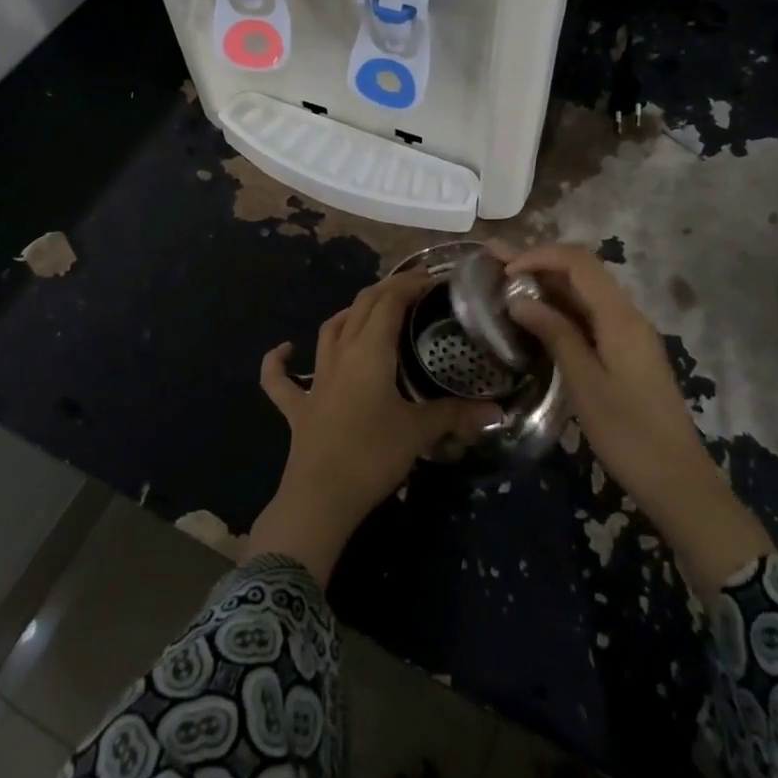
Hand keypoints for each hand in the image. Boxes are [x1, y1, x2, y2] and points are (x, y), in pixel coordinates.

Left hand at [245, 269, 503, 584]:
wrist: (320, 498)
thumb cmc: (372, 456)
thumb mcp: (419, 432)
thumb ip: (456, 416)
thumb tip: (498, 413)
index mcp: (370, 351)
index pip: (389, 302)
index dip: (409, 284)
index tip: (432, 279)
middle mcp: (341, 354)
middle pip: (361, 307)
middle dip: (386, 291)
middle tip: (413, 290)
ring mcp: (315, 379)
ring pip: (329, 330)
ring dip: (349, 314)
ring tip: (370, 311)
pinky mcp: (297, 406)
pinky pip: (281, 378)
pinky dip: (279, 361)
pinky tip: (285, 350)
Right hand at [501, 242, 771, 581]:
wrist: (677, 480)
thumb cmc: (628, 433)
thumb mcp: (584, 383)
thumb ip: (555, 334)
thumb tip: (519, 299)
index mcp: (619, 316)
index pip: (577, 262)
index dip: (538, 255)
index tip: (503, 271)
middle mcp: (627, 314)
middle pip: (580, 271)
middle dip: (537, 261)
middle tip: (492, 260)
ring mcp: (628, 333)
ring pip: (584, 292)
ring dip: (546, 282)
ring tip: (505, 280)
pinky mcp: (625, 352)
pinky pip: (589, 315)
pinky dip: (559, 307)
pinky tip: (534, 314)